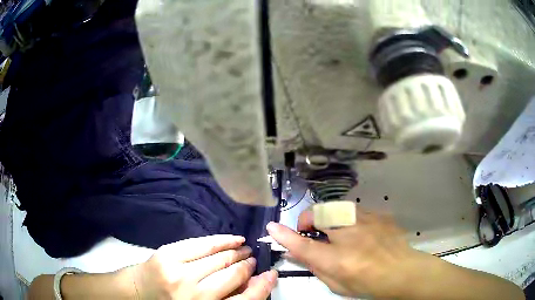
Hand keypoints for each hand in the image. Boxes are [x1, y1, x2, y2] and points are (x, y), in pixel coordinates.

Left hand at [127, 235, 277, 298]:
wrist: (139, 292)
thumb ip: (228, 298)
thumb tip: (256, 282)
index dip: (262, 287)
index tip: (271, 275)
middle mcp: (194, 296)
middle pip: (232, 276)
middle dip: (247, 266)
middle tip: (253, 260)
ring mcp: (179, 274)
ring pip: (219, 258)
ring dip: (236, 252)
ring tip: (244, 249)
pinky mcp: (168, 255)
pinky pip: (201, 244)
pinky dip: (220, 241)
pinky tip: (232, 239)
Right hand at [266, 210, 431, 298]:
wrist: (404, 271)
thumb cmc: (368, 283)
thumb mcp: (336, 283)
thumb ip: (315, 266)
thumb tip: (298, 252)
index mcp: (338, 258)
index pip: (302, 244)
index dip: (284, 235)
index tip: (272, 227)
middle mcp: (350, 234)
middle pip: (319, 214)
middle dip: (309, 220)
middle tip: (311, 233)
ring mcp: (366, 220)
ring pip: (336, 208)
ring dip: (328, 218)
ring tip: (334, 231)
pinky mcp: (377, 215)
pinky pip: (354, 211)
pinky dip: (347, 219)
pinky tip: (357, 232)